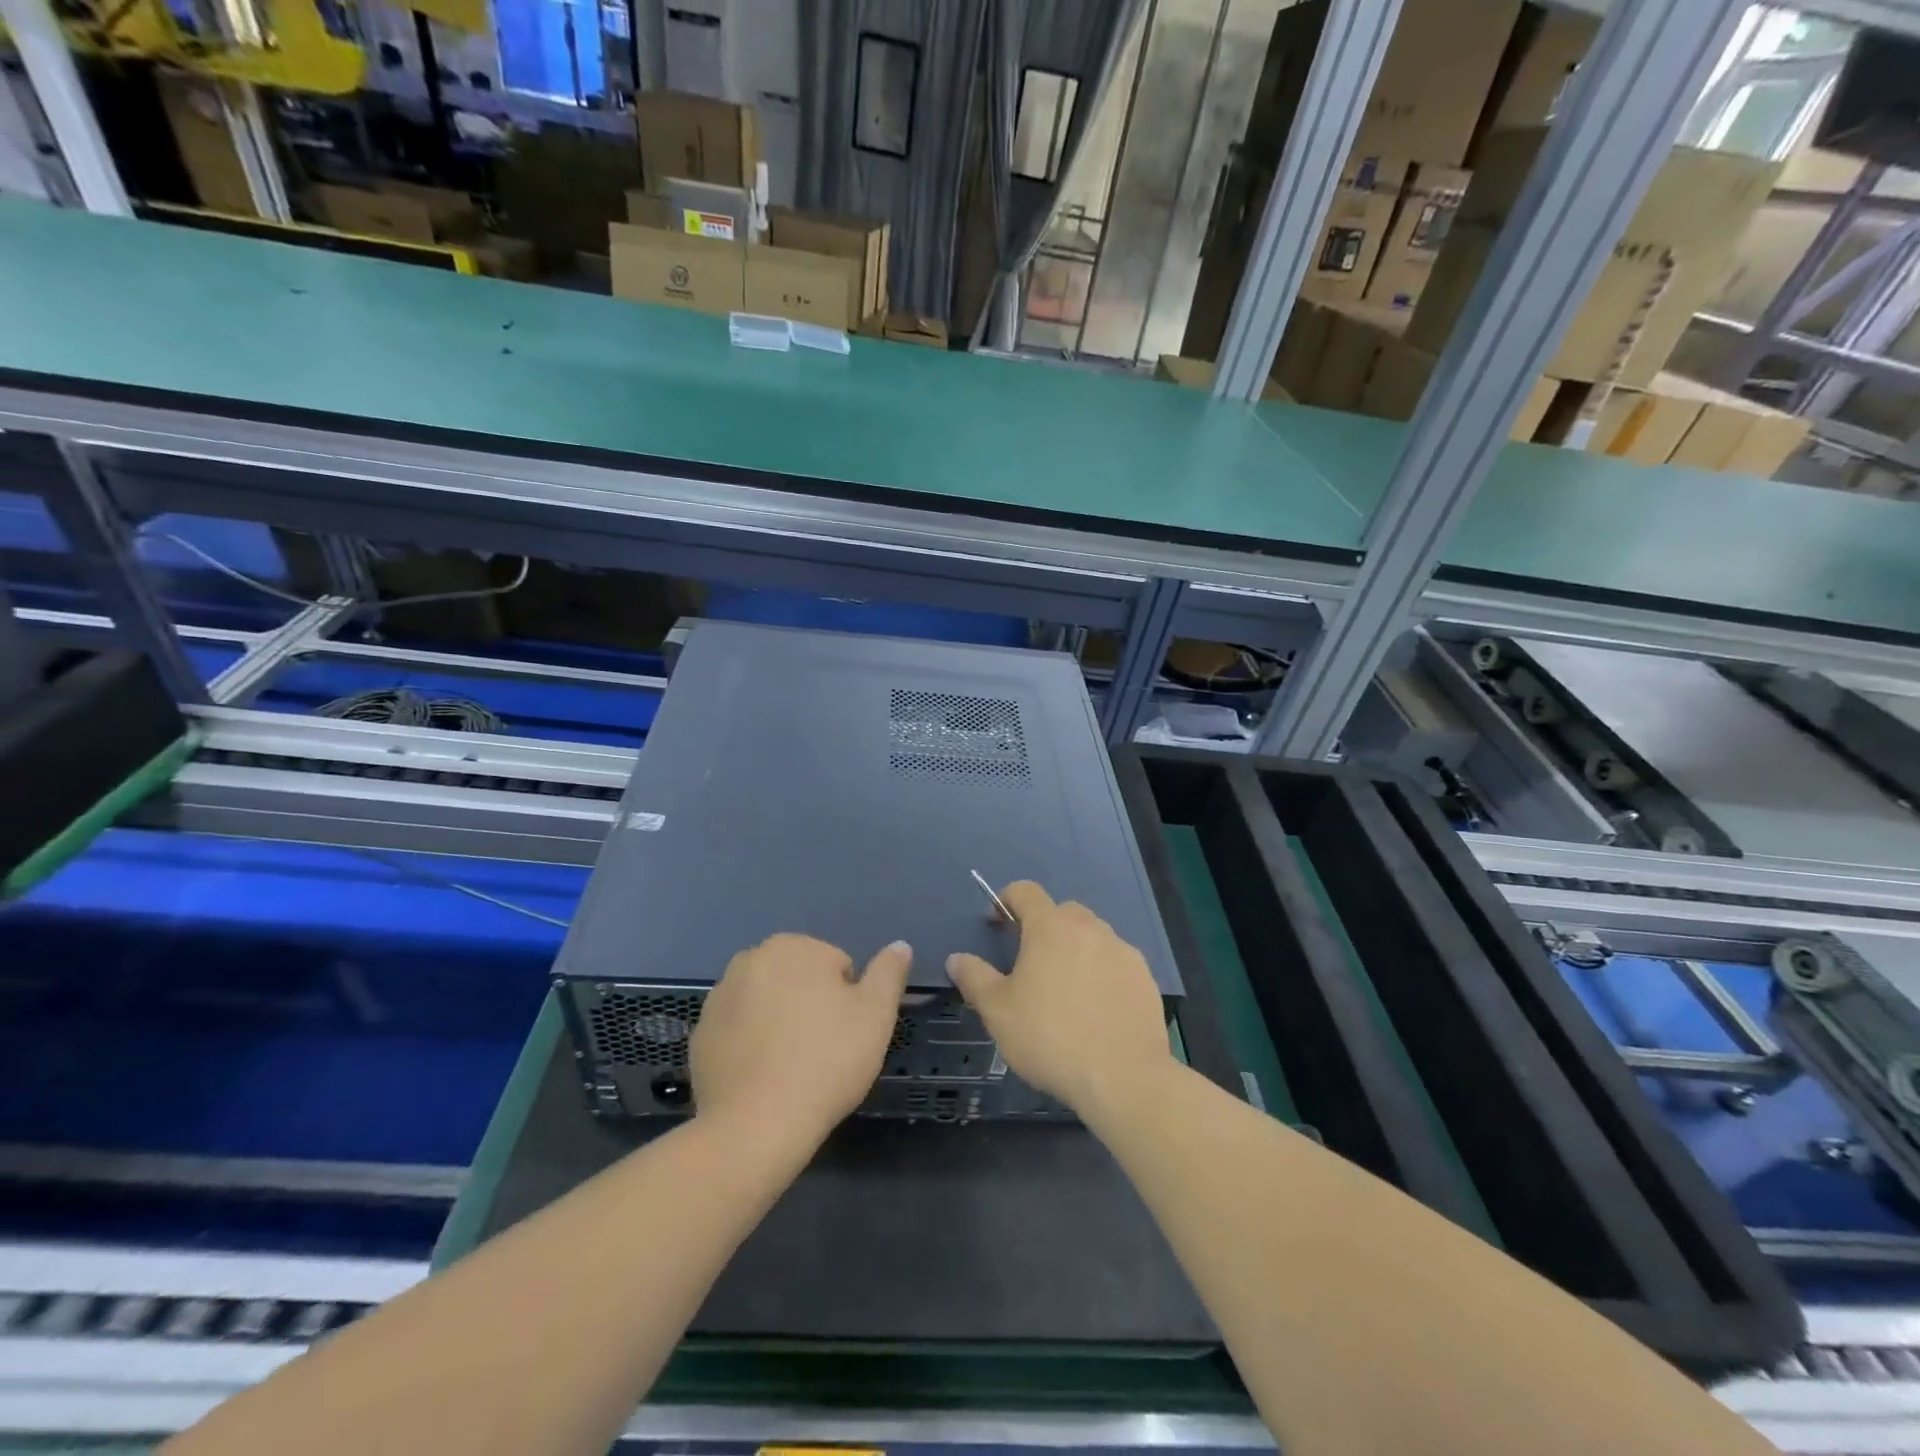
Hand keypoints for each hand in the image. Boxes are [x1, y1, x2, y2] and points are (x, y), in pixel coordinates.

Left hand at [690, 934, 911, 1142]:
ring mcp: (719, 996)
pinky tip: (762, 1076)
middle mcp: (750, 959)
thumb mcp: (876, 1015)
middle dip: (811, 1005)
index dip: (848, 1001)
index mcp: (793, 947)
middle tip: (822, 1050)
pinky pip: (739, 1030)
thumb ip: (889, 973)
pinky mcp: (700, 1034)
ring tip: (791, 1066)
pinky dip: (751, 1043)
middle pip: (799, 980)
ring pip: (767, 1003)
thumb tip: (900, 946)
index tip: (844, 1035)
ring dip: (780, 1021)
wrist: (756, 1126)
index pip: (836, 966)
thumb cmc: (826, 1061)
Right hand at [945, 882, 1172, 1114]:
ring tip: (1065, 990)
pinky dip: (1102, 972)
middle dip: (1043, 927)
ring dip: (1075, 949)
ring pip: (1092, 936)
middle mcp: (1090, 927)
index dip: (1006, 900)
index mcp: (1051, 927)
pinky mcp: (1144, 977)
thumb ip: (974, 978)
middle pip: (1061, 912)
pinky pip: (1115, 962)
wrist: (1123, 1078)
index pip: (1025, 891)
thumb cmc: (1050, 1038)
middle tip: (1031, 964)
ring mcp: (1122, 951)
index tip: (997, 925)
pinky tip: (1096, 1008)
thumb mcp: (997, 1011)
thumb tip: (956, 958)